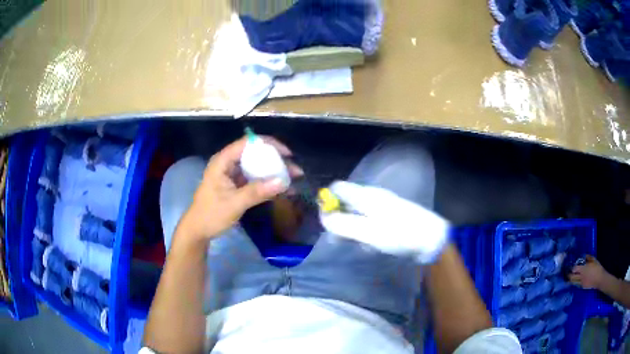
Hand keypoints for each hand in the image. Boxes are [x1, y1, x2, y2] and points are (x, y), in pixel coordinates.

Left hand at [176, 136, 302, 245]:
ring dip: (274, 172)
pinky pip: (255, 179)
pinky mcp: (236, 185)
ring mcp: (232, 175)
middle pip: (255, 154)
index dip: (269, 144)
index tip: (287, 154)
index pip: (247, 143)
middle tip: (295, 170)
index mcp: (223, 161)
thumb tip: (282, 181)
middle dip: (276, 160)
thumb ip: (257, 192)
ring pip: (257, 167)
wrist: (198, 231)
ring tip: (293, 179)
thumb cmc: (211, 215)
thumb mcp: (234, 203)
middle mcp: (228, 164)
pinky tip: (283, 189)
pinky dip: (268, 183)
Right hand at [319, 181, 449, 263]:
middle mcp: (372, 198)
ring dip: (351, 230)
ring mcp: (381, 208)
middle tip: (339, 239)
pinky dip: (364, 234)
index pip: (338, 188)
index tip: (325, 221)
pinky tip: (370, 245)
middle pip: (346, 202)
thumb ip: (344, 224)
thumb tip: (323, 218)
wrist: (431, 239)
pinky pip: (368, 223)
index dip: (327, 201)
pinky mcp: (388, 219)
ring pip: (356, 215)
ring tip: (358, 245)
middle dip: (339, 220)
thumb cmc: (400, 234)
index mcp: (366, 196)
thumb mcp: (369, 232)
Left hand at [569, 255, 606, 289]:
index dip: (572, 268)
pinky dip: (575, 282)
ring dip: (571, 280)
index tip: (571, 265)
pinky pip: (577, 284)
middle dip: (569, 275)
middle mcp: (581, 277)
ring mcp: (581, 283)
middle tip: (568, 272)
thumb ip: (588, 258)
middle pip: (571, 277)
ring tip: (569, 277)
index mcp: (583, 269)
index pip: (574, 269)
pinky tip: (575, 280)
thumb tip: (584, 256)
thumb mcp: (593, 260)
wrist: (599, 279)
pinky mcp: (582, 287)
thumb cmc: (597, 268)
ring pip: (573, 282)